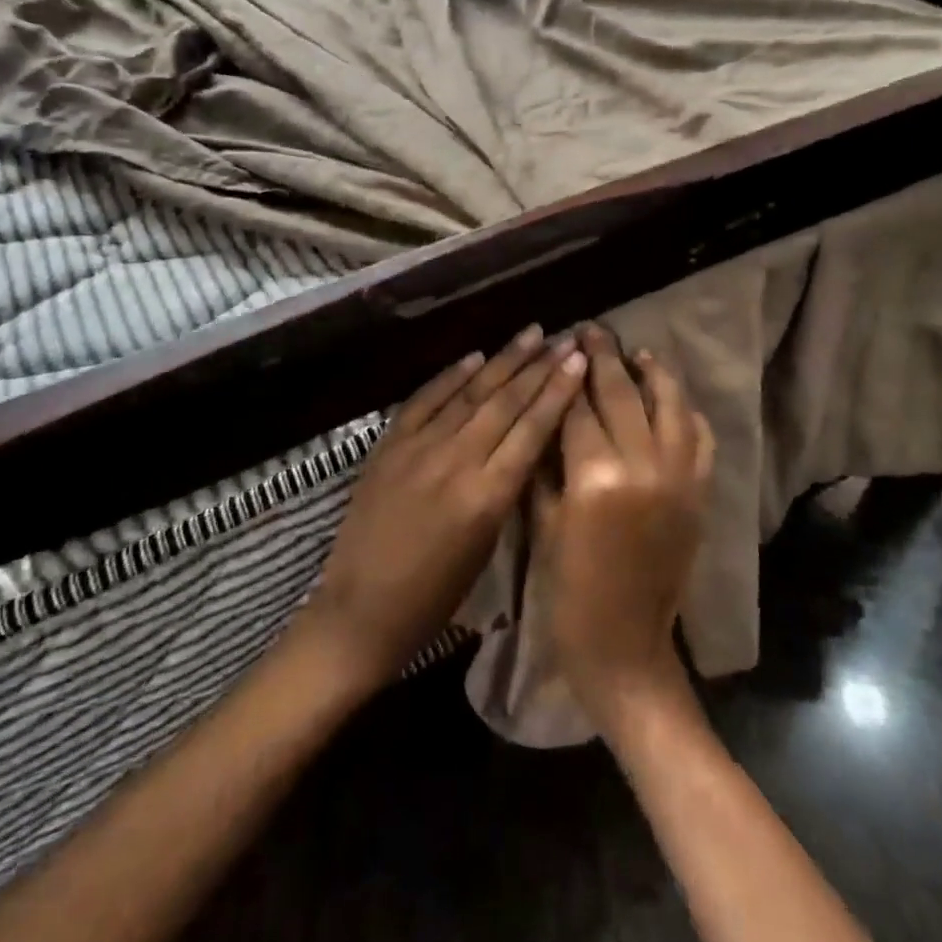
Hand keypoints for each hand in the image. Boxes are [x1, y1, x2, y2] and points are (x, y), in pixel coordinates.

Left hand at [304, 325, 589, 690]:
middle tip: (564, 338)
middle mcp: (456, 461)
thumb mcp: (487, 546)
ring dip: (502, 360)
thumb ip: (508, 490)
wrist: (362, 609)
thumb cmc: (436, 596)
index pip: (532, 429)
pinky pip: (424, 400)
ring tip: (529, 333)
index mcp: (488, 495)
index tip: (579, 359)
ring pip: (469, 394)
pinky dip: (450, 376)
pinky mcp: (388, 446)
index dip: (558, 391)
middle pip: (505, 403)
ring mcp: (418, 448)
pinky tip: (474, 356)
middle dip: (539, 367)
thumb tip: (527, 444)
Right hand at [532, 326, 714, 732]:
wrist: (625, 648)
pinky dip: (686, 411)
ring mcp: (679, 478)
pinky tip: (671, 397)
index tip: (559, 345)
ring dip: (652, 373)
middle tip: (591, 329)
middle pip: (622, 396)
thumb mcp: (542, 525)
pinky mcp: (698, 494)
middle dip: (603, 358)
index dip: (565, 376)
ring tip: (636, 351)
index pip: (577, 410)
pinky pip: (699, 438)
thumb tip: (549, 414)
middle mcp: (642, 467)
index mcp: (594, 478)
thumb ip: (546, 465)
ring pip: (669, 406)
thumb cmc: (568, 593)